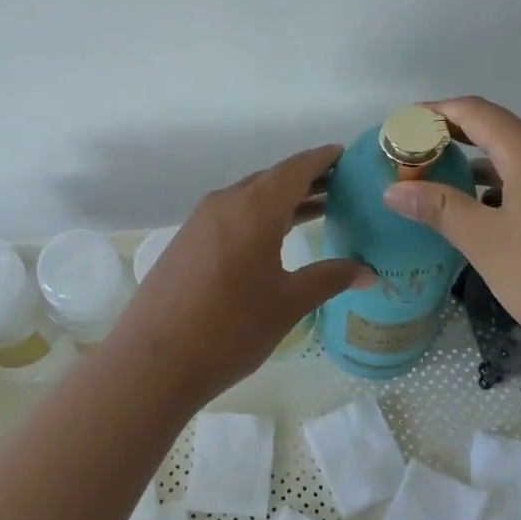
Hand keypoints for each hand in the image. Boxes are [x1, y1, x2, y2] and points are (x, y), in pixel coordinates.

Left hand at [108, 145, 369, 403]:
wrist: (152, 363)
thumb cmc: (230, 329)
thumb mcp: (288, 304)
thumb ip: (329, 279)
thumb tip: (368, 271)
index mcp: (254, 208)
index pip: (296, 168)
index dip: (323, 159)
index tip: (347, 156)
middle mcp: (225, 203)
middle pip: (272, 179)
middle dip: (307, 180)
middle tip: (342, 188)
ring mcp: (200, 221)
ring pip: (249, 197)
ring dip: (282, 200)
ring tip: (318, 210)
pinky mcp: (186, 242)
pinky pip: (231, 215)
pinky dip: (258, 216)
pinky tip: (273, 240)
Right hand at [379, 97, 520, 365]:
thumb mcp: (486, 242)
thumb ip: (439, 209)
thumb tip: (394, 190)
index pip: (476, 112)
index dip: (436, 112)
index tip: (402, 124)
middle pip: (497, 131)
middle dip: (452, 138)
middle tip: (412, 156)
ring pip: (517, 160)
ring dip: (476, 167)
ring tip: (438, 185)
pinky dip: (501, 189)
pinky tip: (483, 217)